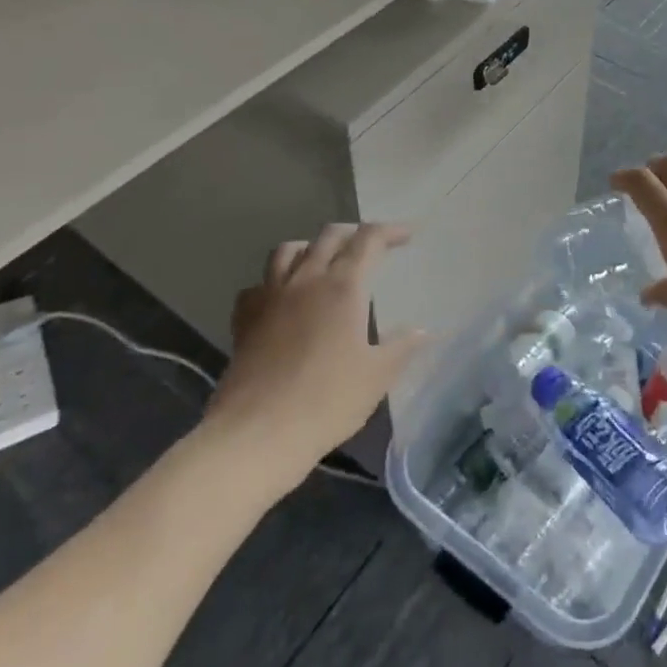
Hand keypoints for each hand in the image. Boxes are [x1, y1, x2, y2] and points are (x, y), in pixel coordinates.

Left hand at [206, 224, 430, 469]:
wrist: (255, 435)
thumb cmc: (326, 401)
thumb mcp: (376, 376)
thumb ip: (401, 347)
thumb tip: (422, 331)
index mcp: (343, 286)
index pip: (369, 240)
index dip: (390, 231)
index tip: (407, 235)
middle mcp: (306, 280)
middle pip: (329, 236)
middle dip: (353, 233)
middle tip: (369, 246)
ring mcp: (270, 298)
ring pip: (287, 251)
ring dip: (310, 246)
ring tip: (322, 260)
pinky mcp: (244, 322)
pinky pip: (257, 286)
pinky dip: (272, 283)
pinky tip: (280, 299)